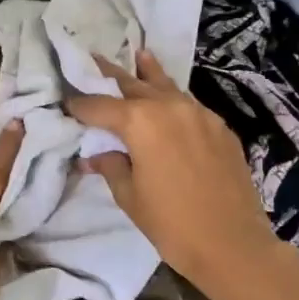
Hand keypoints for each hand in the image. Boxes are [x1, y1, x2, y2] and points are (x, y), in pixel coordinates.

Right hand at [66, 50, 293, 299]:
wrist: (233, 244)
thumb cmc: (171, 224)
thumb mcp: (130, 196)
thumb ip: (110, 166)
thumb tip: (94, 154)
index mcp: (140, 122)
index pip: (99, 106)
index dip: (79, 105)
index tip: (64, 101)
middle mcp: (169, 107)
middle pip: (133, 84)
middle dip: (110, 75)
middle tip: (92, 59)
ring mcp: (199, 114)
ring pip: (166, 86)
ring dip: (148, 74)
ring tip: (140, 55)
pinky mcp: (220, 127)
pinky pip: (188, 104)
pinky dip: (172, 98)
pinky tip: (169, 99)